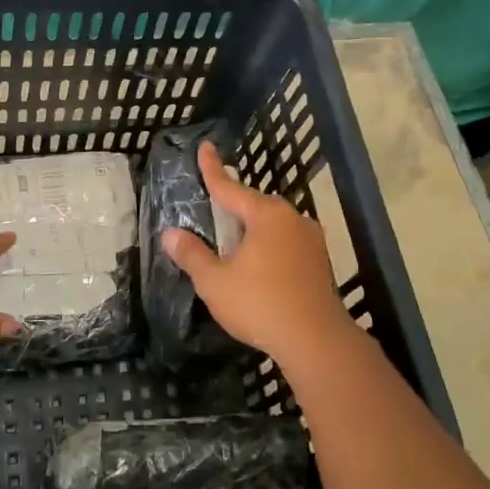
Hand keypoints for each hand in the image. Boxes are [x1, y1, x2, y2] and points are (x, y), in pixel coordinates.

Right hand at [162, 141, 359, 364]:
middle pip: (255, 205)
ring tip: (232, 242)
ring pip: (273, 225)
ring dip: (252, 229)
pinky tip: (258, 265)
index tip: (205, 147)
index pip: (230, 187)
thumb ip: (192, 254)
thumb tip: (170, 234)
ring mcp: (310, 240)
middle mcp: (292, 219)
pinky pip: (285, 243)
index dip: (212, 169)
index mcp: (266, 215)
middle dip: (234, 206)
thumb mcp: (215, 281)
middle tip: (213, 209)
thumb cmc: (260, 304)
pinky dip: (268, 246)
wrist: (316, 341)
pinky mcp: (319, 262)